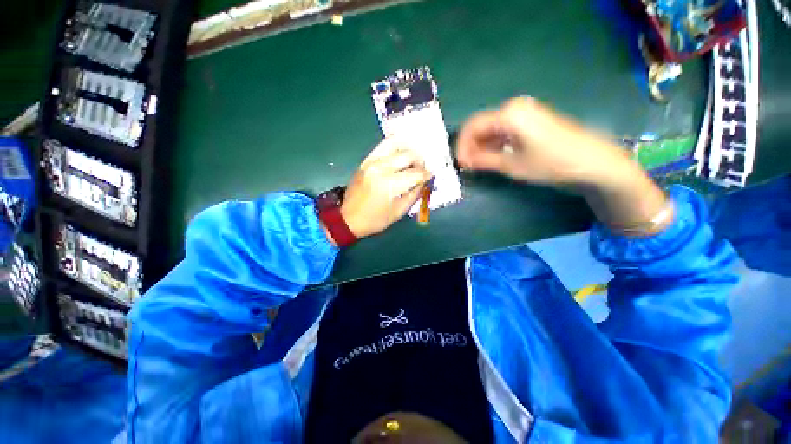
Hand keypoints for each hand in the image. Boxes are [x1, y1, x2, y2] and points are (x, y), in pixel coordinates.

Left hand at [340, 138, 432, 237]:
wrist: (348, 218)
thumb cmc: (375, 219)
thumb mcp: (399, 212)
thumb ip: (414, 194)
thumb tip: (424, 181)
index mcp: (389, 185)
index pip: (415, 173)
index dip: (426, 175)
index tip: (430, 177)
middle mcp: (380, 168)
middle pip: (408, 154)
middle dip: (420, 161)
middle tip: (421, 170)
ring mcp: (371, 161)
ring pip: (396, 143)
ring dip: (408, 150)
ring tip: (411, 160)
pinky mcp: (366, 160)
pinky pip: (383, 145)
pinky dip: (396, 147)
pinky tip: (400, 156)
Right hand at [457, 97, 670, 234]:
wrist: (593, 162)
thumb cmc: (551, 163)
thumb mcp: (512, 165)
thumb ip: (483, 160)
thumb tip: (463, 160)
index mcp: (508, 114)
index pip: (472, 126)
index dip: (462, 146)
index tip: (460, 164)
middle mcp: (514, 107)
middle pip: (480, 125)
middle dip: (470, 146)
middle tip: (467, 167)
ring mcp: (524, 113)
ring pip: (491, 128)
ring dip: (481, 146)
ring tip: (478, 165)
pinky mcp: (531, 121)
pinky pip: (503, 130)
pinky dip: (494, 144)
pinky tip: (491, 158)